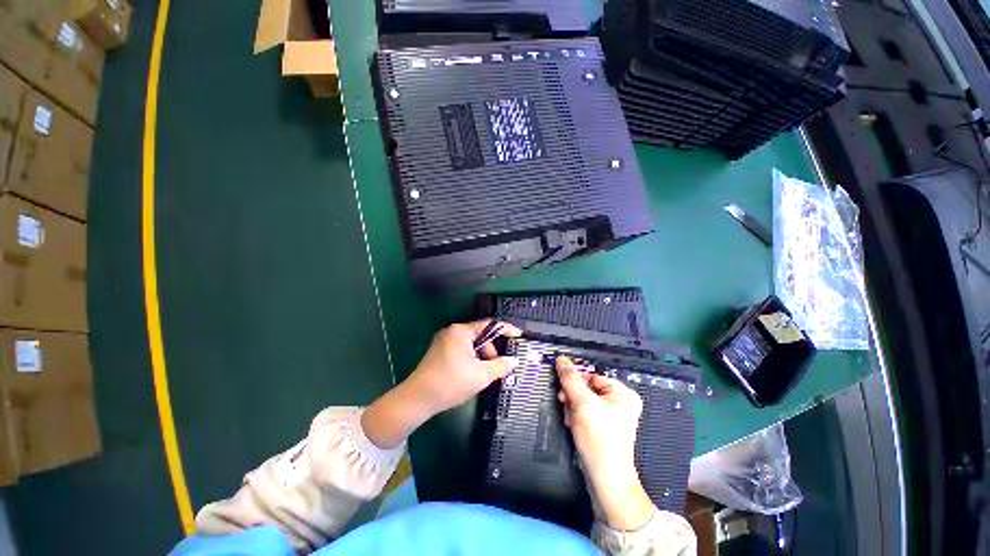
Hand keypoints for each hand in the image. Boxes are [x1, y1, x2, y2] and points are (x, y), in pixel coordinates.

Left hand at [405, 320, 521, 414]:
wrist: (417, 400)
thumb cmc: (451, 383)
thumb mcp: (481, 375)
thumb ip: (500, 365)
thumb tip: (514, 361)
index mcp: (461, 332)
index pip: (489, 325)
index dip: (506, 330)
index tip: (519, 337)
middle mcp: (452, 332)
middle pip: (481, 336)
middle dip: (491, 352)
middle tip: (496, 369)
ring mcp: (445, 341)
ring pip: (472, 345)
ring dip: (482, 358)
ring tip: (482, 376)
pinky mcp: (440, 352)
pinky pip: (463, 351)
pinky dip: (472, 360)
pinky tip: (472, 375)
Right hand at [557, 356, 655, 530]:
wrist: (604, 478)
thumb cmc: (599, 438)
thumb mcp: (582, 403)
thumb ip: (570, 379)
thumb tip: (561, 359)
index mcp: (623, 393)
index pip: (592, 376)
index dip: (576, 381)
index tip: (563, 388)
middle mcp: (620, 402)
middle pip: (587, 388)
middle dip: (573, 397)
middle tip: (564, 403)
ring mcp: (612, 416)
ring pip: (583, 400)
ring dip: (572, 407)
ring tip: (570, 418)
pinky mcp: (603, 427)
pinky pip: (585, 412)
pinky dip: (576, 416)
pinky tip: (572, 424)